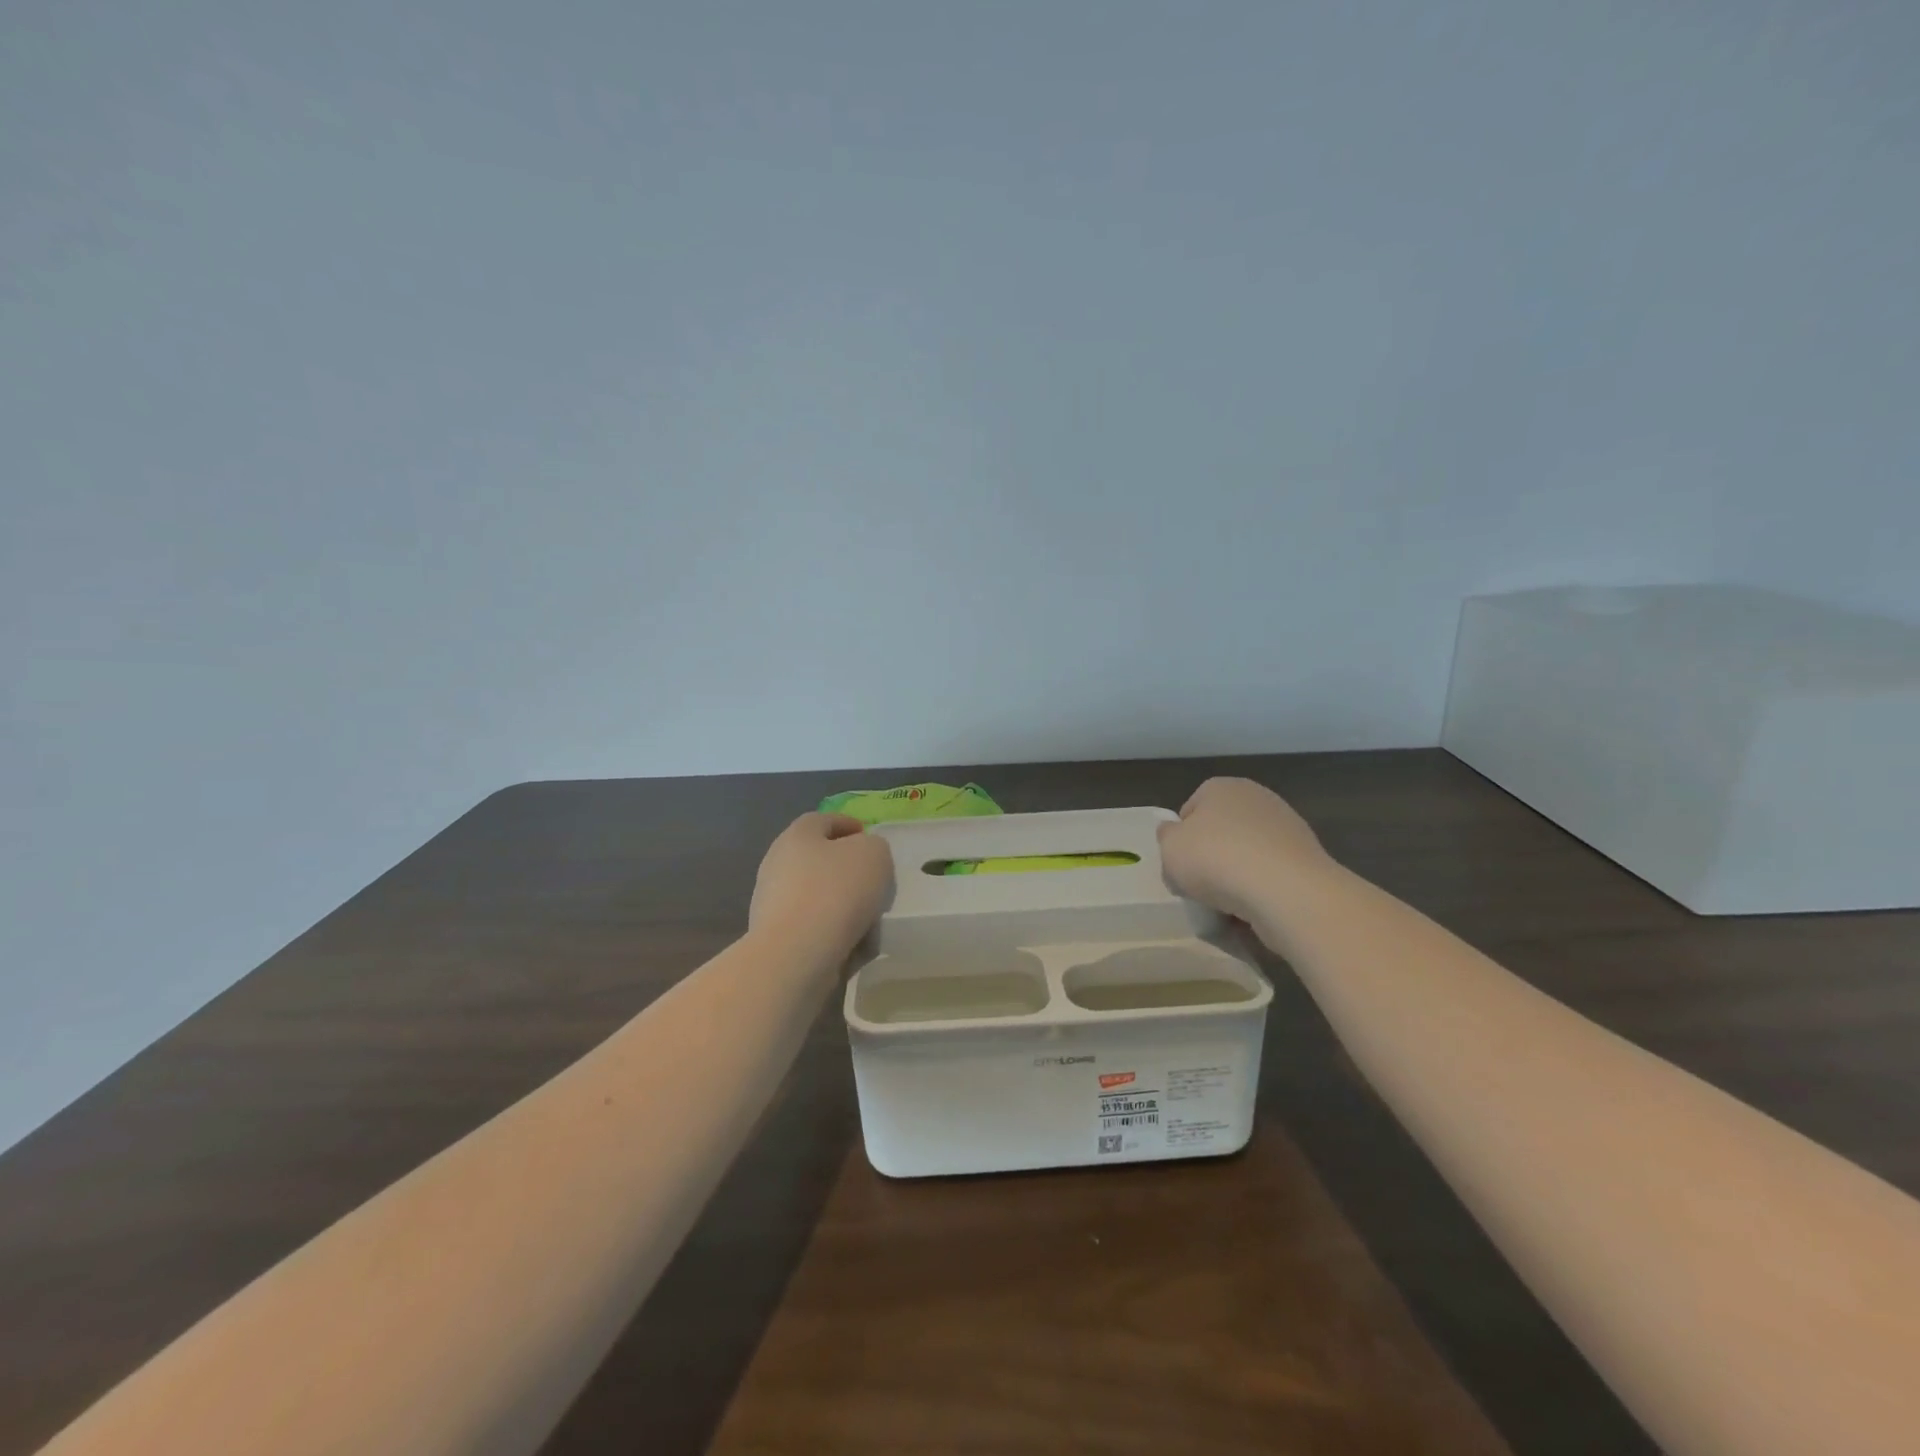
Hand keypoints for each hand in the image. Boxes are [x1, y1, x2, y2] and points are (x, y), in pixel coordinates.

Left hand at [749, 812, 893, 961]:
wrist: (796, 954)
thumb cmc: (837, 891)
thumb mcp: (874, 854)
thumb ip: (874, 847)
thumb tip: (863, 856)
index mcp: (797, 835)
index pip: (823, 820)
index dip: (849, 825)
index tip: (870, 839)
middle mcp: (778, 864)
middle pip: (818, 859)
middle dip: (846, 869)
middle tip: (874, 881)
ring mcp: (772, 902)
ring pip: (816, 896)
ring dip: (841, 904)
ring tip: (870, 920)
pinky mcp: (775, 938)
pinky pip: (812, 928)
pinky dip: (833, 933)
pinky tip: (854, 946)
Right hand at [1157, 777, 1331, 923]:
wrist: (1286, 891)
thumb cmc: (1217, 860)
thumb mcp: (1170, 848)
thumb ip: (1166, 836)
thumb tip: (1173, 831)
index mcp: (1222, 787)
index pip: (1190, 809)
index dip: (1180, 838)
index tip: (1179, 864)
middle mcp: (1257, 797)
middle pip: (1221, 830)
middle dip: (1211, 855)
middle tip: (1200, 884)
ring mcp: (1287, 827)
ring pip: (1247, 853)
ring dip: (1237, 874)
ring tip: (1227, 903)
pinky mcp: (1307, 857)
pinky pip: (1271, 873)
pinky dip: (1261, 888)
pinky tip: (1254, 907)